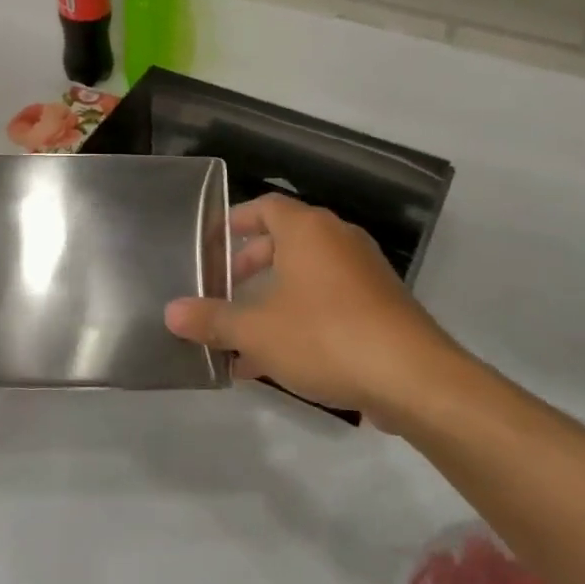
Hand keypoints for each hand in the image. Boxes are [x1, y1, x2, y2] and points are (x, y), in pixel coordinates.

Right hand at [165, 194, 455, 420]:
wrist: (413, 377)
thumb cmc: (325, 336)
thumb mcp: (257, 331)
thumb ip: (213, 320)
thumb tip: (171, 312)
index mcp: (308, 230)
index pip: (265, 207)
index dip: (236, 220)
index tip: (212, 241)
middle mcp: (338, 240)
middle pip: (285, 242)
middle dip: (250, 266)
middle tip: (223, 291)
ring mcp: (364, 273)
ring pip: (306, 277)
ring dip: (272, 301)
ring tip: (242, 337)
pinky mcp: (380, 306)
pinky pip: (329, 302)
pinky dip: (300, 319)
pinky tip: (277, 363)